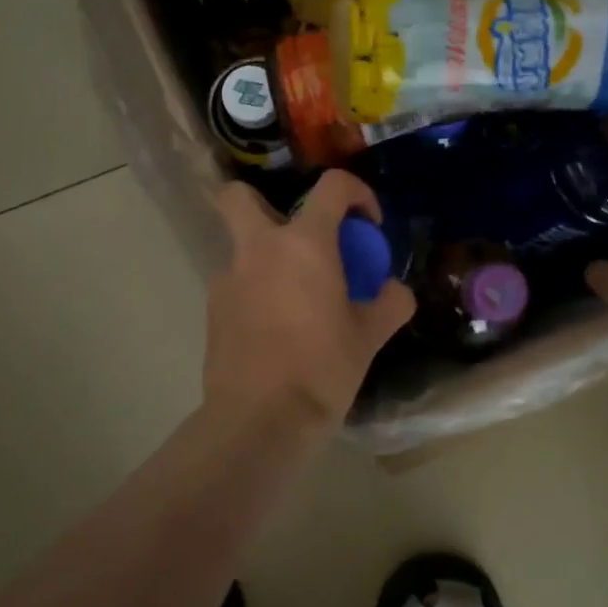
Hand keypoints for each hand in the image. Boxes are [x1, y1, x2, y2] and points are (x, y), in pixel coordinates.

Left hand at [204, 171, 415, 431]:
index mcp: (304, 245)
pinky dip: (256, 292)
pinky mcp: (213, 310)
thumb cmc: (322, 369)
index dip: (357, 194)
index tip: (368, 226)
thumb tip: (394, 292)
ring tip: (296, 301)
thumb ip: (389, 304)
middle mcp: (258, 250)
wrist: (260, 419)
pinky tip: (275, 330)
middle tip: (297, 238)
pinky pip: (237, 285)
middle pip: (239, 197)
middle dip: (263, 202)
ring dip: (267, 259)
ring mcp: (228, 279)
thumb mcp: (369, 337)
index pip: (331, 187)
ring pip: (241, 247)